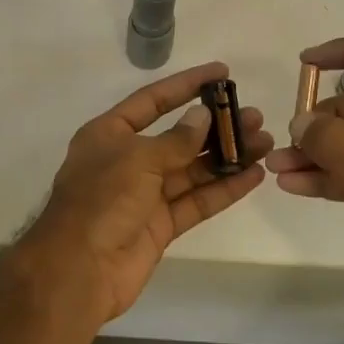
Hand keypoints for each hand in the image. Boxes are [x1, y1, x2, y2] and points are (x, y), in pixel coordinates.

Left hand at [21, 62, 271, 323]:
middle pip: (179, 137)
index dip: (186, 85)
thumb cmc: (101, 201)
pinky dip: (224, 189)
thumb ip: (176, 140)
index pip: (152, 101)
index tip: (222, 72)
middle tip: (254, 116)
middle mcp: (127, 160)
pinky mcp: (161, 225)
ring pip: (192, 169)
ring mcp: (145, 195)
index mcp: (109, 135)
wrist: (79, 270)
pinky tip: (253, 176)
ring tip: (265, 142)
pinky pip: (196, 201)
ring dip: (227, 156)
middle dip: (216, 127)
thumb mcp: (137, 160)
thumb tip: (203, 117)